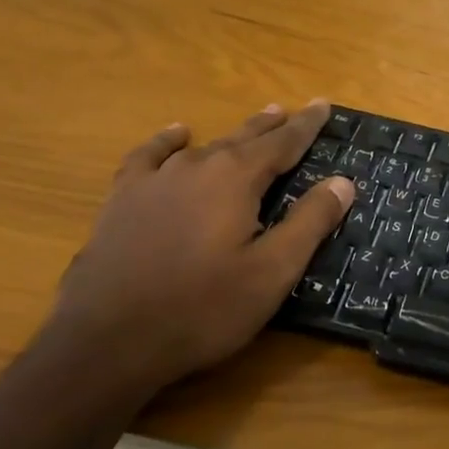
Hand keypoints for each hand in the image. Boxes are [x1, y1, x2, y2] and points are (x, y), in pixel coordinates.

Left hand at [46, 100, 352, 398]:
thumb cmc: (202, 309)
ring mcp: (155, 180)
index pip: (284, 142)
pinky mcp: (122, 200)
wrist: (105, 343)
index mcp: (237, 178)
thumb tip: (343, 181)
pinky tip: (177, 136)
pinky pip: (149, 156)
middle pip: (245, 137)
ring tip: (254, 124)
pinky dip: (168, 142)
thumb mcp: (272, 272)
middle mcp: (198, 166)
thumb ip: (310, 222)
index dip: (308, 124)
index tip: (325, 104)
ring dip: (234, 135)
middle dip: (274, 125)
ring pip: (205, 146)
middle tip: (293, 111)